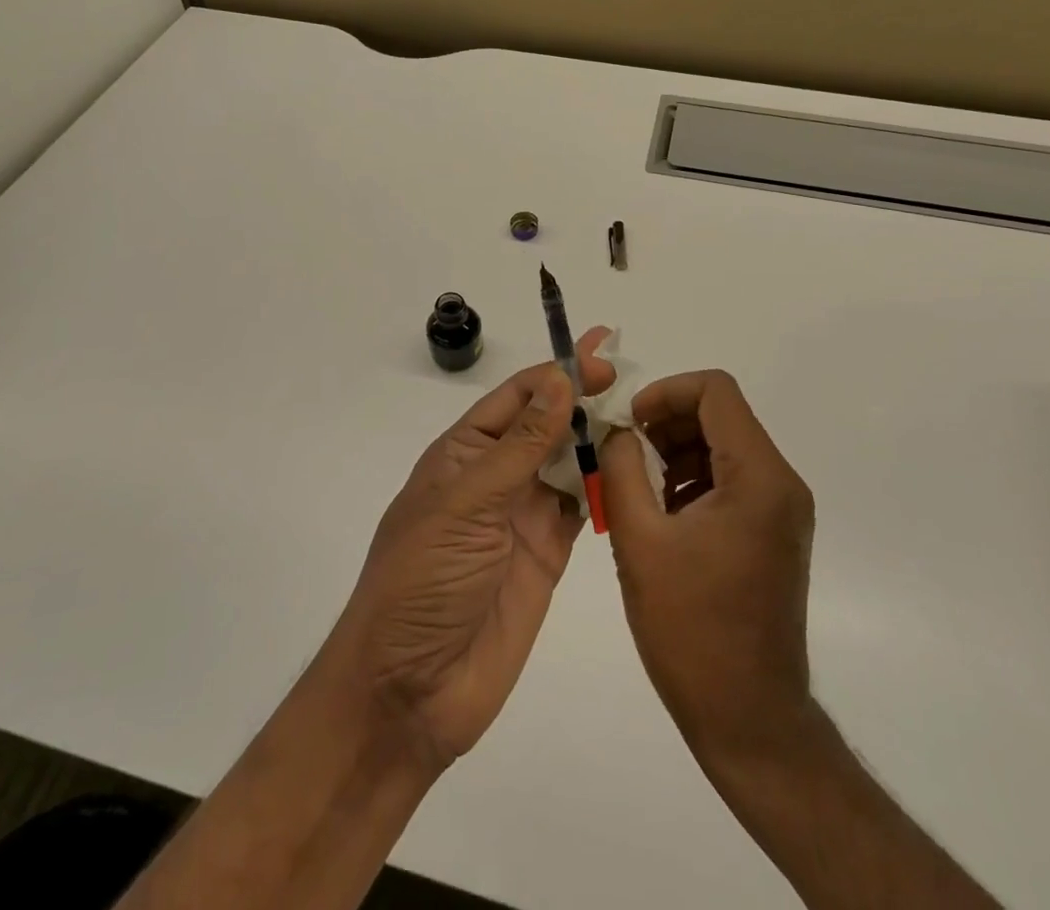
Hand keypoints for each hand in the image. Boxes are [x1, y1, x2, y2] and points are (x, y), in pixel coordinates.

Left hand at [328, 329, 614, 769]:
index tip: (600, 355)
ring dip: (598, 438)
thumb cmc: (423, 581)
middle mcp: (495, 476)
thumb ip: (520, 446)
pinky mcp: (547, 554)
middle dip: (582, 397)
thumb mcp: (467, 504)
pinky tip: (632, 468)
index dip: (557, 373)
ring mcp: (522, 515)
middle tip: (630, 378)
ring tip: (641, 416)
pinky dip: (603, 486)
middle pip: (546, 423)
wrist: (409, 693)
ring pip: (567, 461)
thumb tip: (559, 380)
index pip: (517, 397)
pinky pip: (580, 507)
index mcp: (464, 453)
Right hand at [600, 370, 815, 763]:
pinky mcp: (774, 533)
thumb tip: (619, 431)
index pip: (716, 391)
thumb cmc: (691, 630)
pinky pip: (731, 480)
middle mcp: (781, 483)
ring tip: (635, 488)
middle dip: (666, 423)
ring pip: (723, 446)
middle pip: (721, 415)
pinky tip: (660, 516)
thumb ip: (622, 469)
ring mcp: (782, 510)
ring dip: (675, 453)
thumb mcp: (640, 541)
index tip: (629, 422)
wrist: (748, 720)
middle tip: (624, 454)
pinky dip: (692, 480)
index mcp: (758, 477)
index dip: (666, 391)